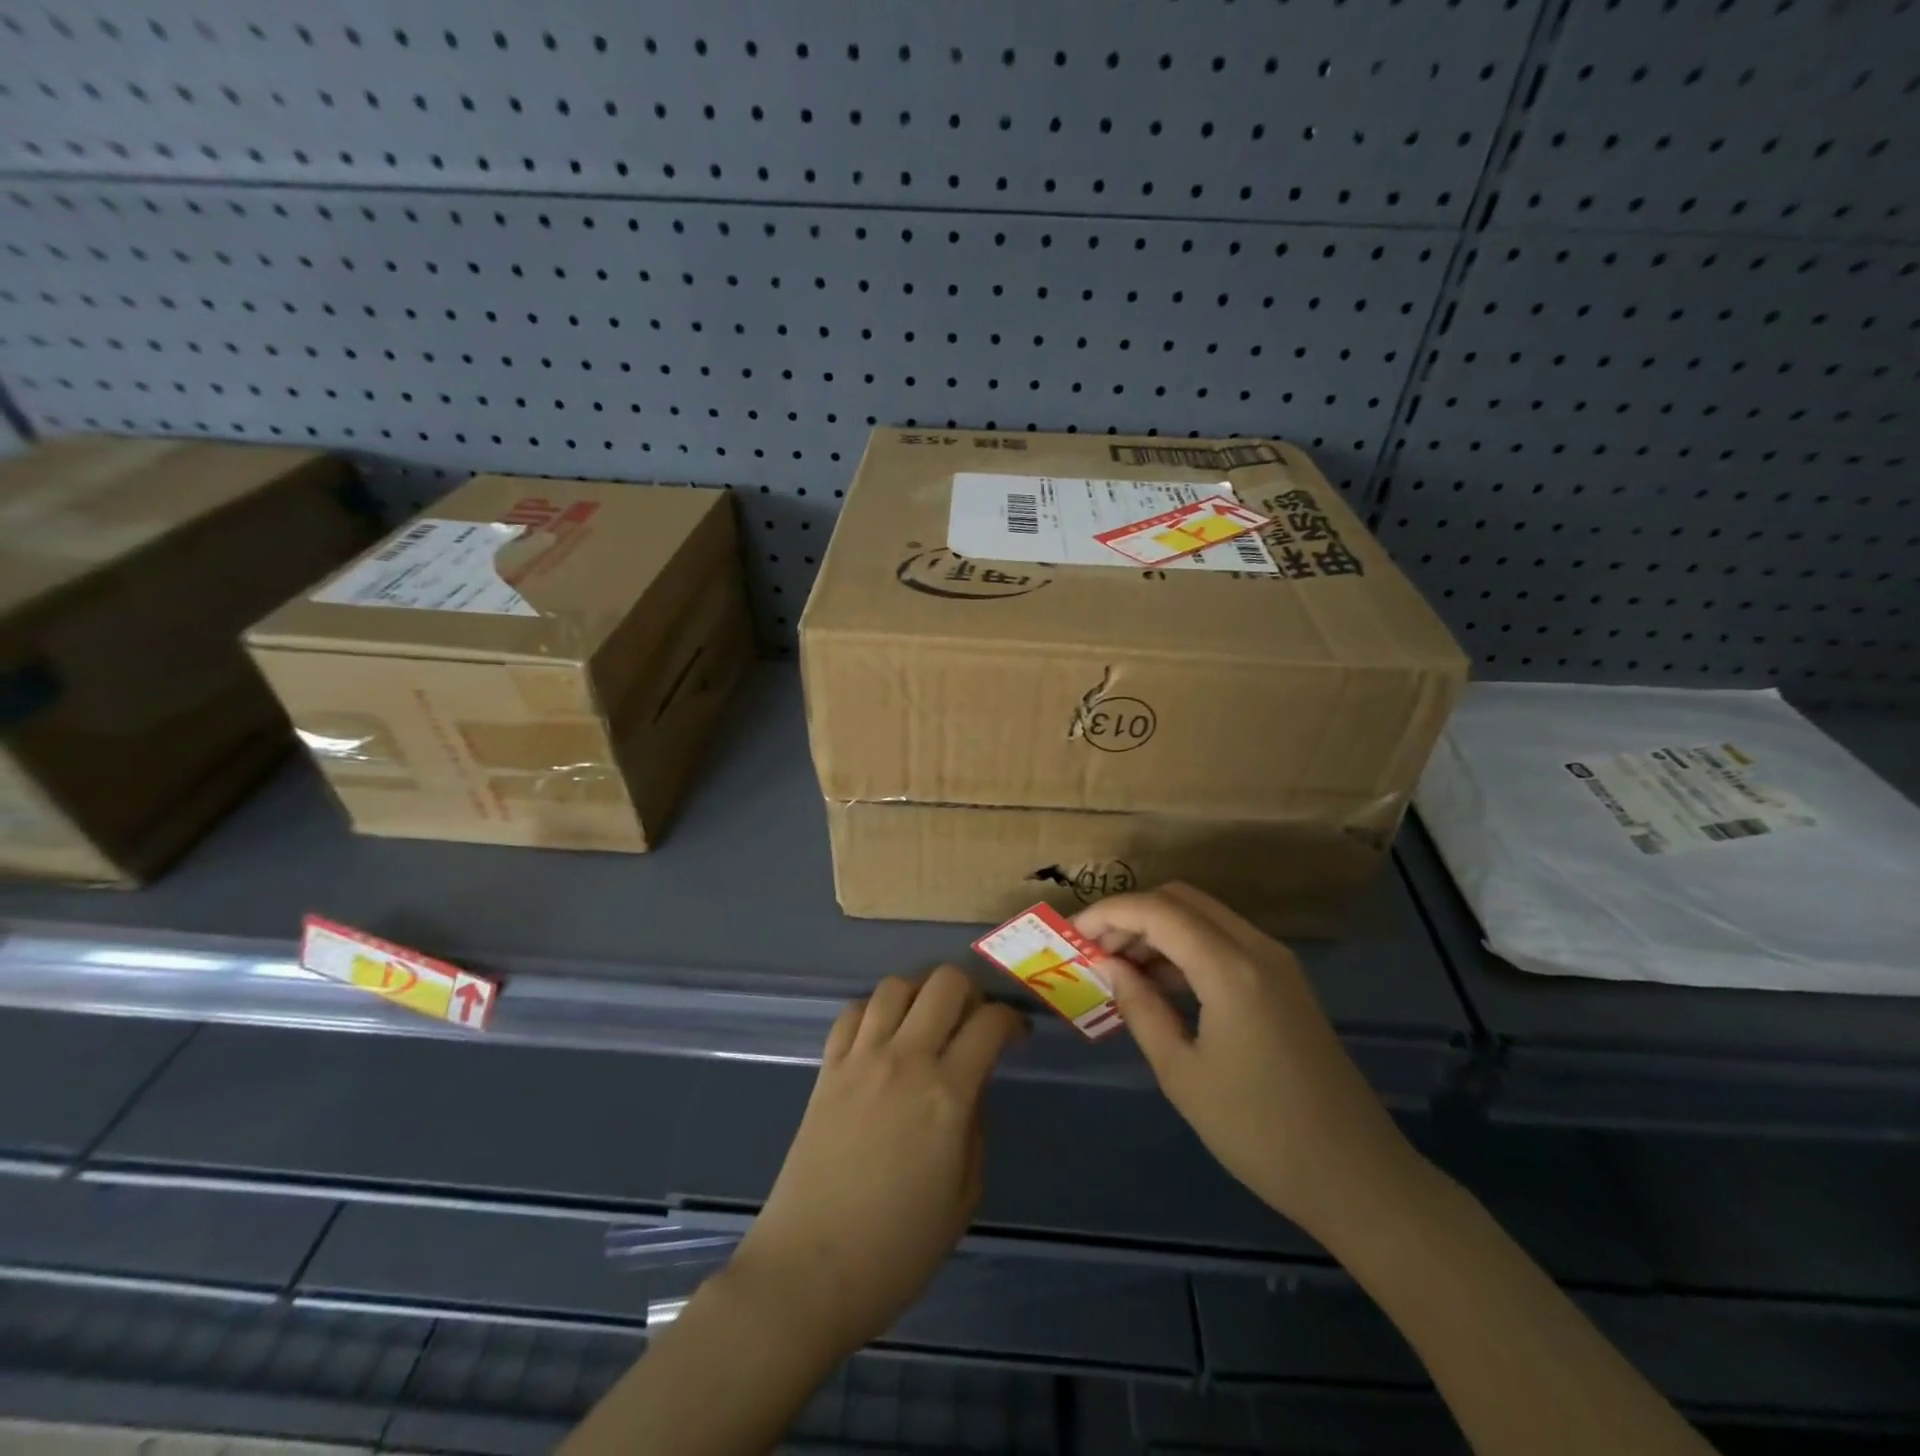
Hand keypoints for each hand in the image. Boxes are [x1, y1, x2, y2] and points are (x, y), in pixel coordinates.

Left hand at [728, 966, 1024, 1359]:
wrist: (809, 1271)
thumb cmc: (897, 1250)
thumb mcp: (963, 1197)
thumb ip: (974, 1128)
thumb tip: (970, 1087)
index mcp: (947, 1095)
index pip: (989, 1023)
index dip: (1012, 1020)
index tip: (1016, 1035)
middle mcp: (906, 1060)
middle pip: (944, 982)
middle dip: (970, 990)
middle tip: (973, 1021)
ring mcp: (861, 1059)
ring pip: (896, 985)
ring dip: (920, 993)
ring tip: (927, 1022)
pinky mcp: (827, 1068)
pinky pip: (853, 1012)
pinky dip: (874, 1011)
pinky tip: (882, 1037)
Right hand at [1074, 883, 1420, 1240]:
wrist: (1358, 1178)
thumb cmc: (1259, 1132)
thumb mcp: (1182, 1073)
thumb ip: (1140, 1008)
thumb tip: (1108, 965)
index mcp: (1230, 968)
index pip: (1157, 910)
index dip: (1108, 914)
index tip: (1073, 937)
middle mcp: (1257, 948)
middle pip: (1181, 899)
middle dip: (1132, 915)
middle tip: (1096, 953)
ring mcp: (1277, 963)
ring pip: (1204, 916)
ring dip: (1159, 930)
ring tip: (1121, 970)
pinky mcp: (1286, 982)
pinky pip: (1225, 941)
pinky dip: (1186, 948)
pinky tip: (1162, 985)